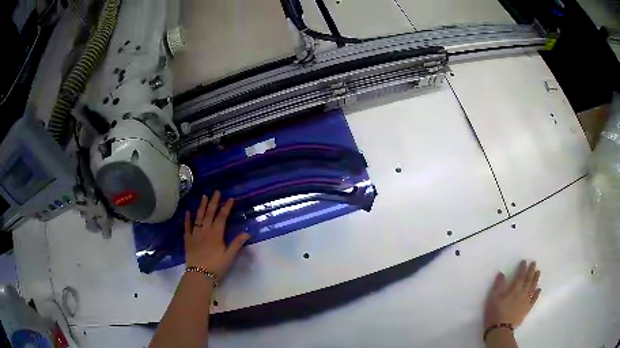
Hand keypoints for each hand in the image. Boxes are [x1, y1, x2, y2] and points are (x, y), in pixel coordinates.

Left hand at [184, 191, 249, 279]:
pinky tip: (188, 212)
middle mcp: (205, 231)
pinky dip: (187, 219)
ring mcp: (195, 234)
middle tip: (216, 191)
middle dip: (213, 202)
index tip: (230, 199)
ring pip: (198, 217)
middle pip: (210, 214)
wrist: (199, 274)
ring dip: (201, 206)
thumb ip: (236, 244)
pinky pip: (187, 227)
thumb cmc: (216, 266)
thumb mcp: (229, 256)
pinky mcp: (188, 240)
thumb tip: (247, 233)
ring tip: (203, 196)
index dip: (226, 207)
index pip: (222, 217)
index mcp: (216, 234)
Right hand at [484, 260, 540, 328]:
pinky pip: (534, 299)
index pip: (519, 276)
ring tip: (538, 272)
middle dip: (531, 271)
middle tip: (534, 263)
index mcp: (514, 289)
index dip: (522, 268)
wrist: (500, 330)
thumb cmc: (495, 313)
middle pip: (528, 280)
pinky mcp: (527, 309)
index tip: (524, 261)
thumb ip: (498, 285)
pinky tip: (539, 289)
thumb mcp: (493, 299)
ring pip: (533, 287)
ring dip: (536, 279)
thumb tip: (501, 273)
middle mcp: (522, 293)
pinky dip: (537, 293)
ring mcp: (526, 301)